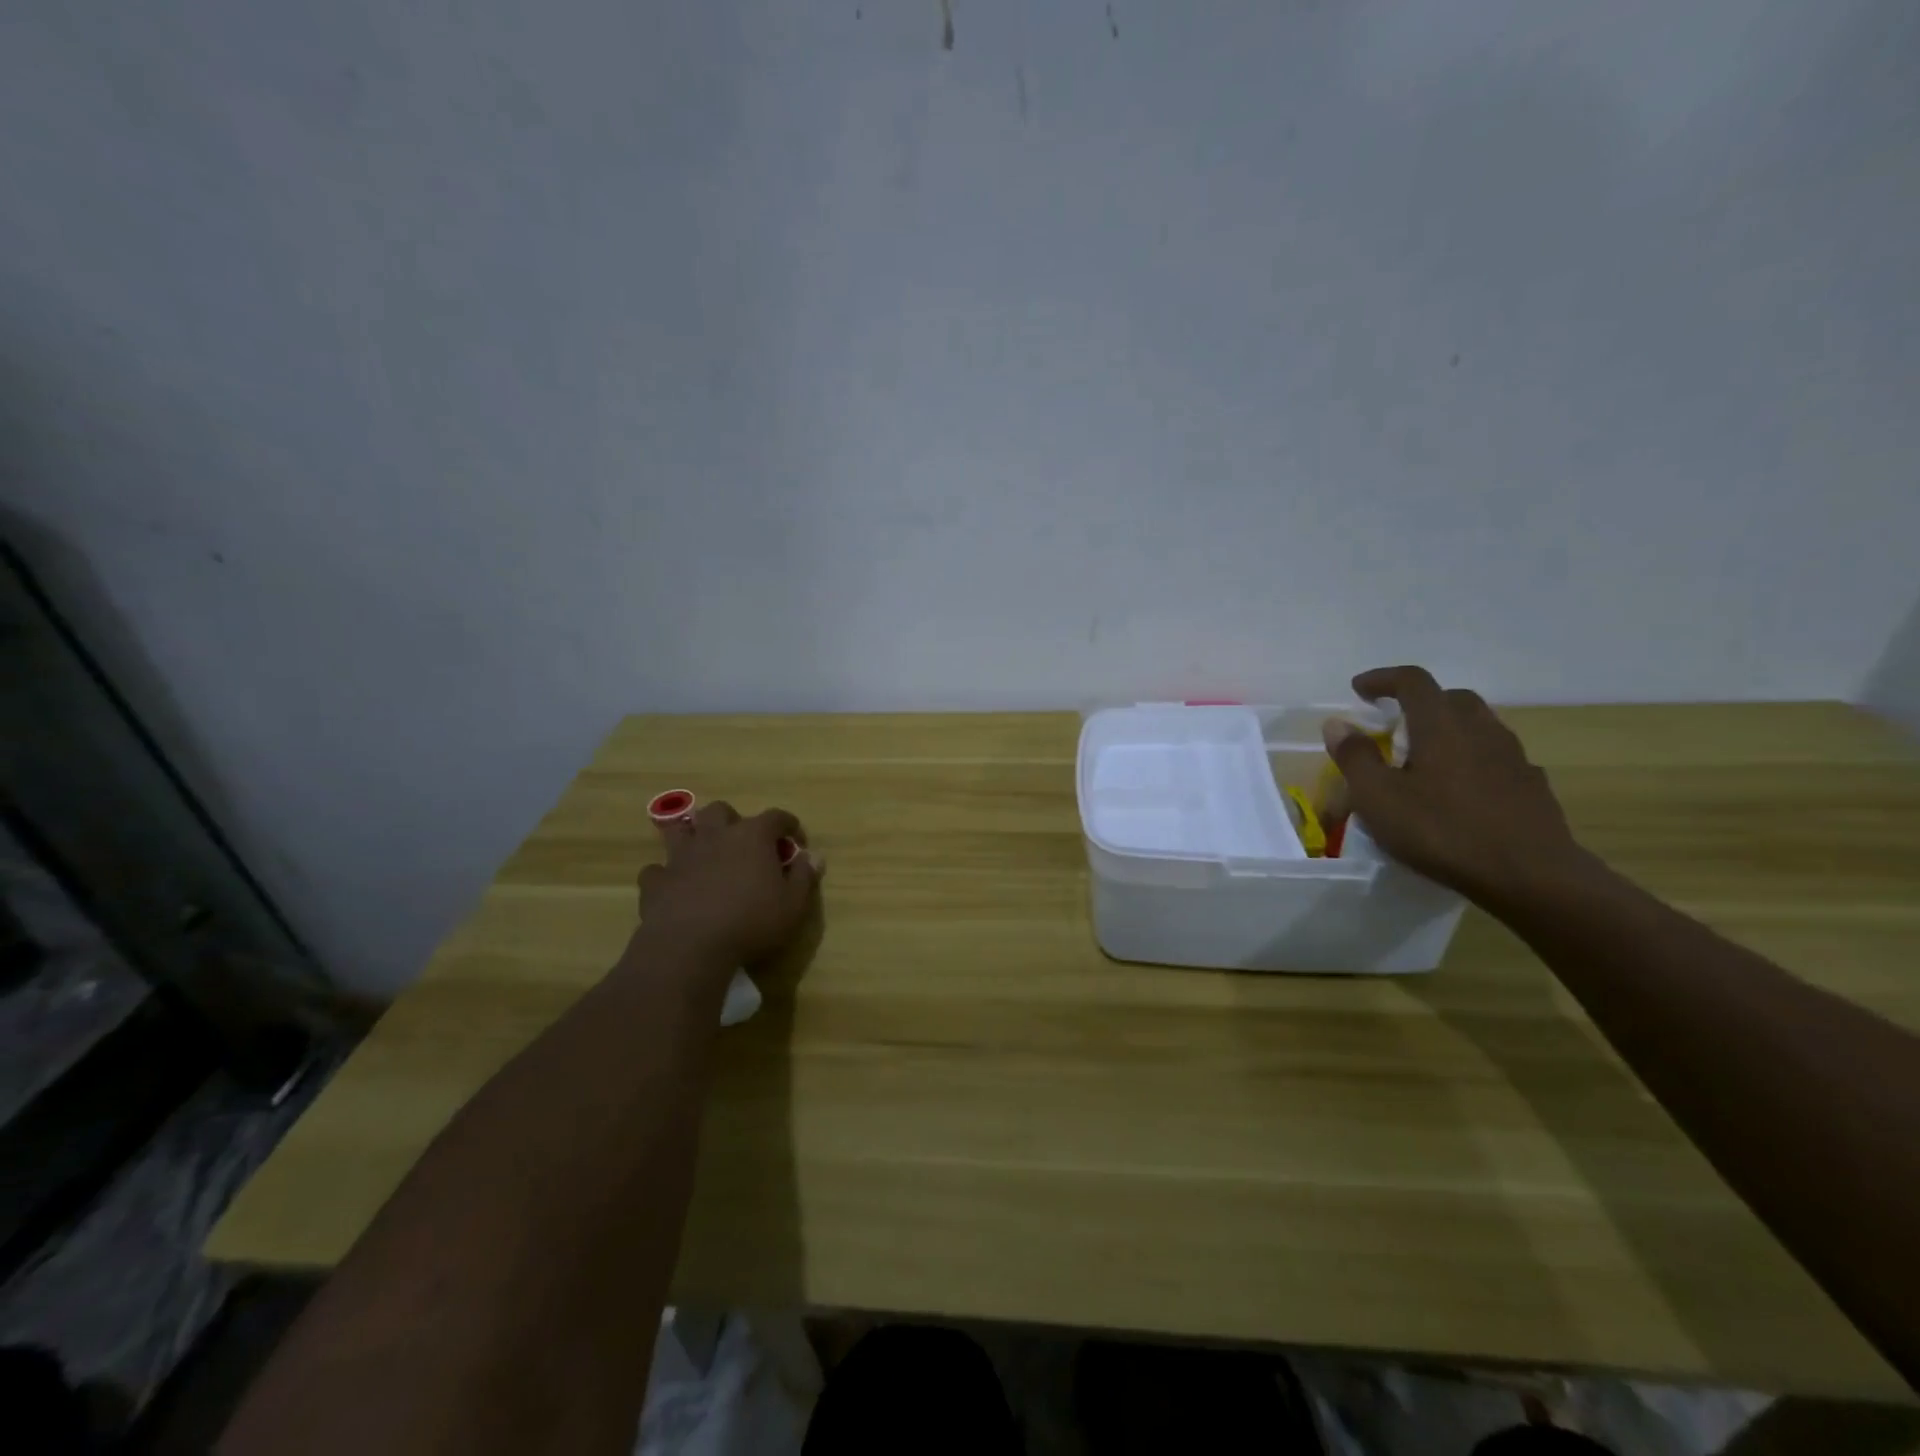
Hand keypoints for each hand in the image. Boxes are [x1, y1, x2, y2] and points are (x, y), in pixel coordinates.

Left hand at [633, 801, 820, 973]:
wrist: (691, 946)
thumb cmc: (752, 922)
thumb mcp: (793, 904)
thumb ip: (805, 877)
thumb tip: (814, 857)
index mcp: (753, 836)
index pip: (776, 816)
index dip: (787, 825)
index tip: (795, 839)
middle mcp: (715, 836)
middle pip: (721, 811)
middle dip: (732, 820)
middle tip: (742, 842)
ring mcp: (681, 856)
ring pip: (681, 829)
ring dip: (692, 835)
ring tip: (702, 851)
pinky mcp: (656, 881)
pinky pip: (657, 869)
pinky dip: (666, 874)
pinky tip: (673, 886)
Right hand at [1324, 666, 1591, 908]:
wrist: (1531, 876)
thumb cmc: (1442, 831)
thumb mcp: (1378, 797)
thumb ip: (1355, 757)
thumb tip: (1337, 724)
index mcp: (1441, 725)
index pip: (1413, 681)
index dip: (1383, 679)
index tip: (1359, 689)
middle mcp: (1481, 730)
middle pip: (1450, 698)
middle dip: (1419, 702)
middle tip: (1393, 724)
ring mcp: (1513, 757)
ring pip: (1478, 726)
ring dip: (1448, 730)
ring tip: (1425, 758)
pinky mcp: (1531, 786)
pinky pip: (1496, 758)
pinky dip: (1472, 760)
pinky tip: (1461, 790)